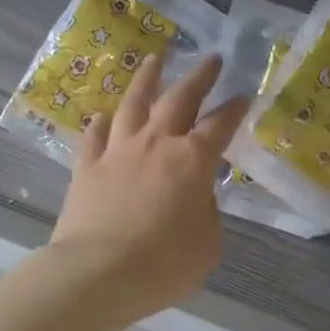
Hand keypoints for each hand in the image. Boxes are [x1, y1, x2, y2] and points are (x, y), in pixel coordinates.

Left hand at [50, 52, 249, 326]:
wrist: (98, 273)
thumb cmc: (164, 263)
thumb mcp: (207, 243)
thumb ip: (206, 212)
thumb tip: (195, 196)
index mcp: (192, 160)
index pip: (220, 125)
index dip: (234, 109)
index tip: (243, 95)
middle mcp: (155, 144)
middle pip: (179, 99)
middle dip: (199, 76)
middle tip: (211, 58)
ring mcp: (117, 151)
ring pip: (133, 104)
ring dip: (147, 79)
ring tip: (155, 59)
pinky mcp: (86, 167)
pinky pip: (94, 136)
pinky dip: (101, 124)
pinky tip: (103, 116)